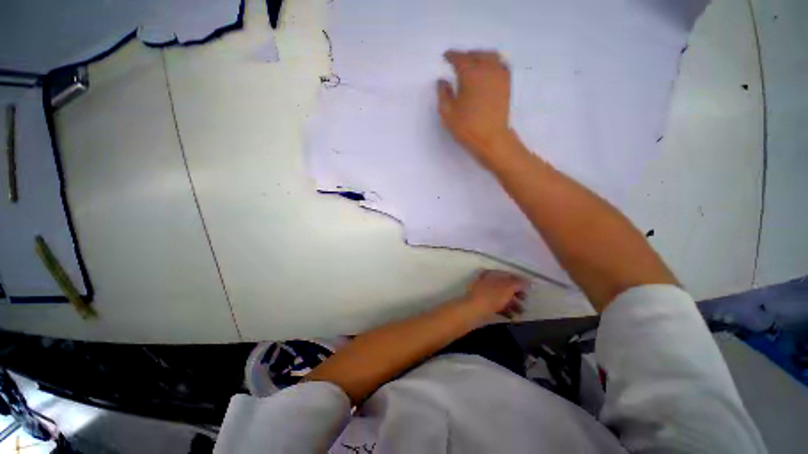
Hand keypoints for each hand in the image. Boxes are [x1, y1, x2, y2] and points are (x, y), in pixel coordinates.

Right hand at [437, 50, 514, 166]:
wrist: (491, 139)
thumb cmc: (467, 127)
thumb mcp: (447, 112)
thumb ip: (443, 93)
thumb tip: (442, 81)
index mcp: (470, 73)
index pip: (459, 58)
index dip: (451, 56)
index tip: (446, 56)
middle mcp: (487, 69)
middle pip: (476, 54)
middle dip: (466, 55)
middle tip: (458, 61)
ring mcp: (500, 75)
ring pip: (491, 57)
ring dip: (480, 56)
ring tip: (474, 62)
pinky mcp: (507, 85)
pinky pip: (501, 65)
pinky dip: (494, 63)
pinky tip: (489, 70)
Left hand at [463, 270, 526, 317]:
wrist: (473, 310)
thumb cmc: (491, 297)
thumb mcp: (507, 288)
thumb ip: (517, 283)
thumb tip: (527, 280)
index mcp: (492, 273)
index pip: (508, 274)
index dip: (519, 280)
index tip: (530, 288)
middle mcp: (486, 280)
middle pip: (504, 285)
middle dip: (516, 292)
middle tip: (526, 299)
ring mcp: (483, 292)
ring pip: (500, 295)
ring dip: (512, 302)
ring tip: (521, 312)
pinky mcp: (481, 303)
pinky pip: (495, 304)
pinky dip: (504, 309)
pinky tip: (511, 316)